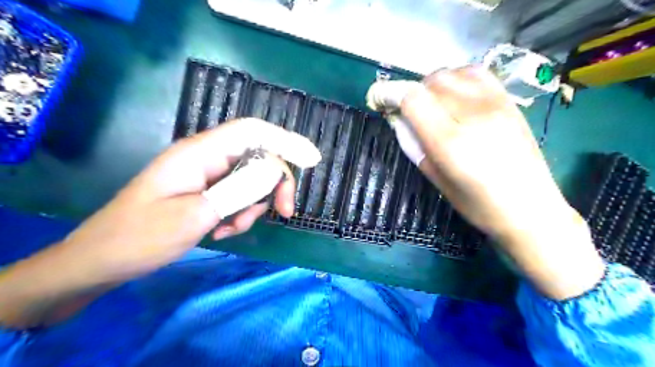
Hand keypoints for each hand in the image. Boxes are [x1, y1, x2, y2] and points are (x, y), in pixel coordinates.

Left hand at [0, 118, 319, 325]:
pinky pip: (237, 196)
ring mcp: (207, 176)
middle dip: (273, 184)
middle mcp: (207, 158)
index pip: (252, 131)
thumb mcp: (196, 214)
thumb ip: (238, 190)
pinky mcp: (206, 192)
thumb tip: (274, 171)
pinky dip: (239, 214)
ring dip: (252, 206)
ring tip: (231, 229)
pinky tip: (223, 231)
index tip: (311, 159)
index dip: (285, 140)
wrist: (102, 261)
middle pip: (258, 158)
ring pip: (251, 181)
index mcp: (200, 153)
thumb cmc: (142, 236)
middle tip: (284, 212)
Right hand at [368, 67, 602, 298]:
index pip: (412, 98)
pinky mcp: (509, 102)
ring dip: (433, 84)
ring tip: (432, 104)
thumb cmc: (478, 205)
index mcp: (450, 141)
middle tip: (409, 111)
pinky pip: (477, 73)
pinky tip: (455, 95)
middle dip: (412, 92)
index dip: (390, 94)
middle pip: (431, 81)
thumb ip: (414, 146)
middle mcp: (472, 115)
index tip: (380, 100)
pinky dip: (458, 78)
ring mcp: (494, 104)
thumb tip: (397, 119)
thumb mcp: (436, 180)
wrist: (531, 209)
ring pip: (452, 73)